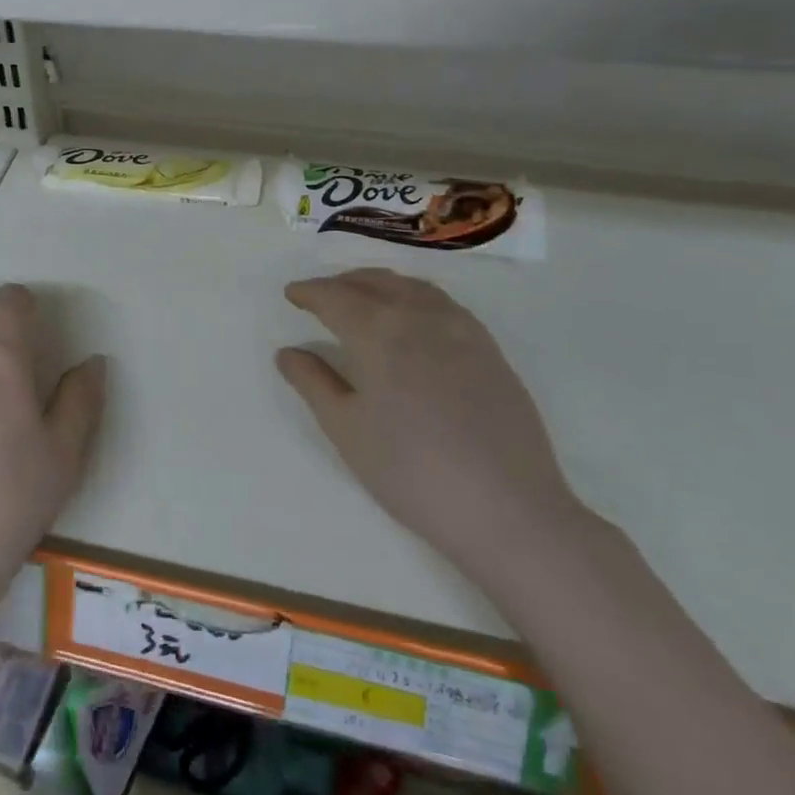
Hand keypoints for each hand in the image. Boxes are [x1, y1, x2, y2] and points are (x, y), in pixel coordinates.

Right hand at [276, 269, 587, 575]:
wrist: (508, 510)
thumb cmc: (411, 471)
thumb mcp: (346, 430)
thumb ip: (312, 383)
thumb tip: (287, 352)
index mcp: (379, 332)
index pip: (335, 297)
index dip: (310, 292)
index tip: (292, 294)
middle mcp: (420, 316)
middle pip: (373, 283)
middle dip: (341, 283)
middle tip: (319, 296)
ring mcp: (461, 329)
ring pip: (411, 287)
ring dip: (379, 284)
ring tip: (361, 298)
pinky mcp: (489, 349)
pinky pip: (443, 303)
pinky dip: (414, 296)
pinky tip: (412, 318)